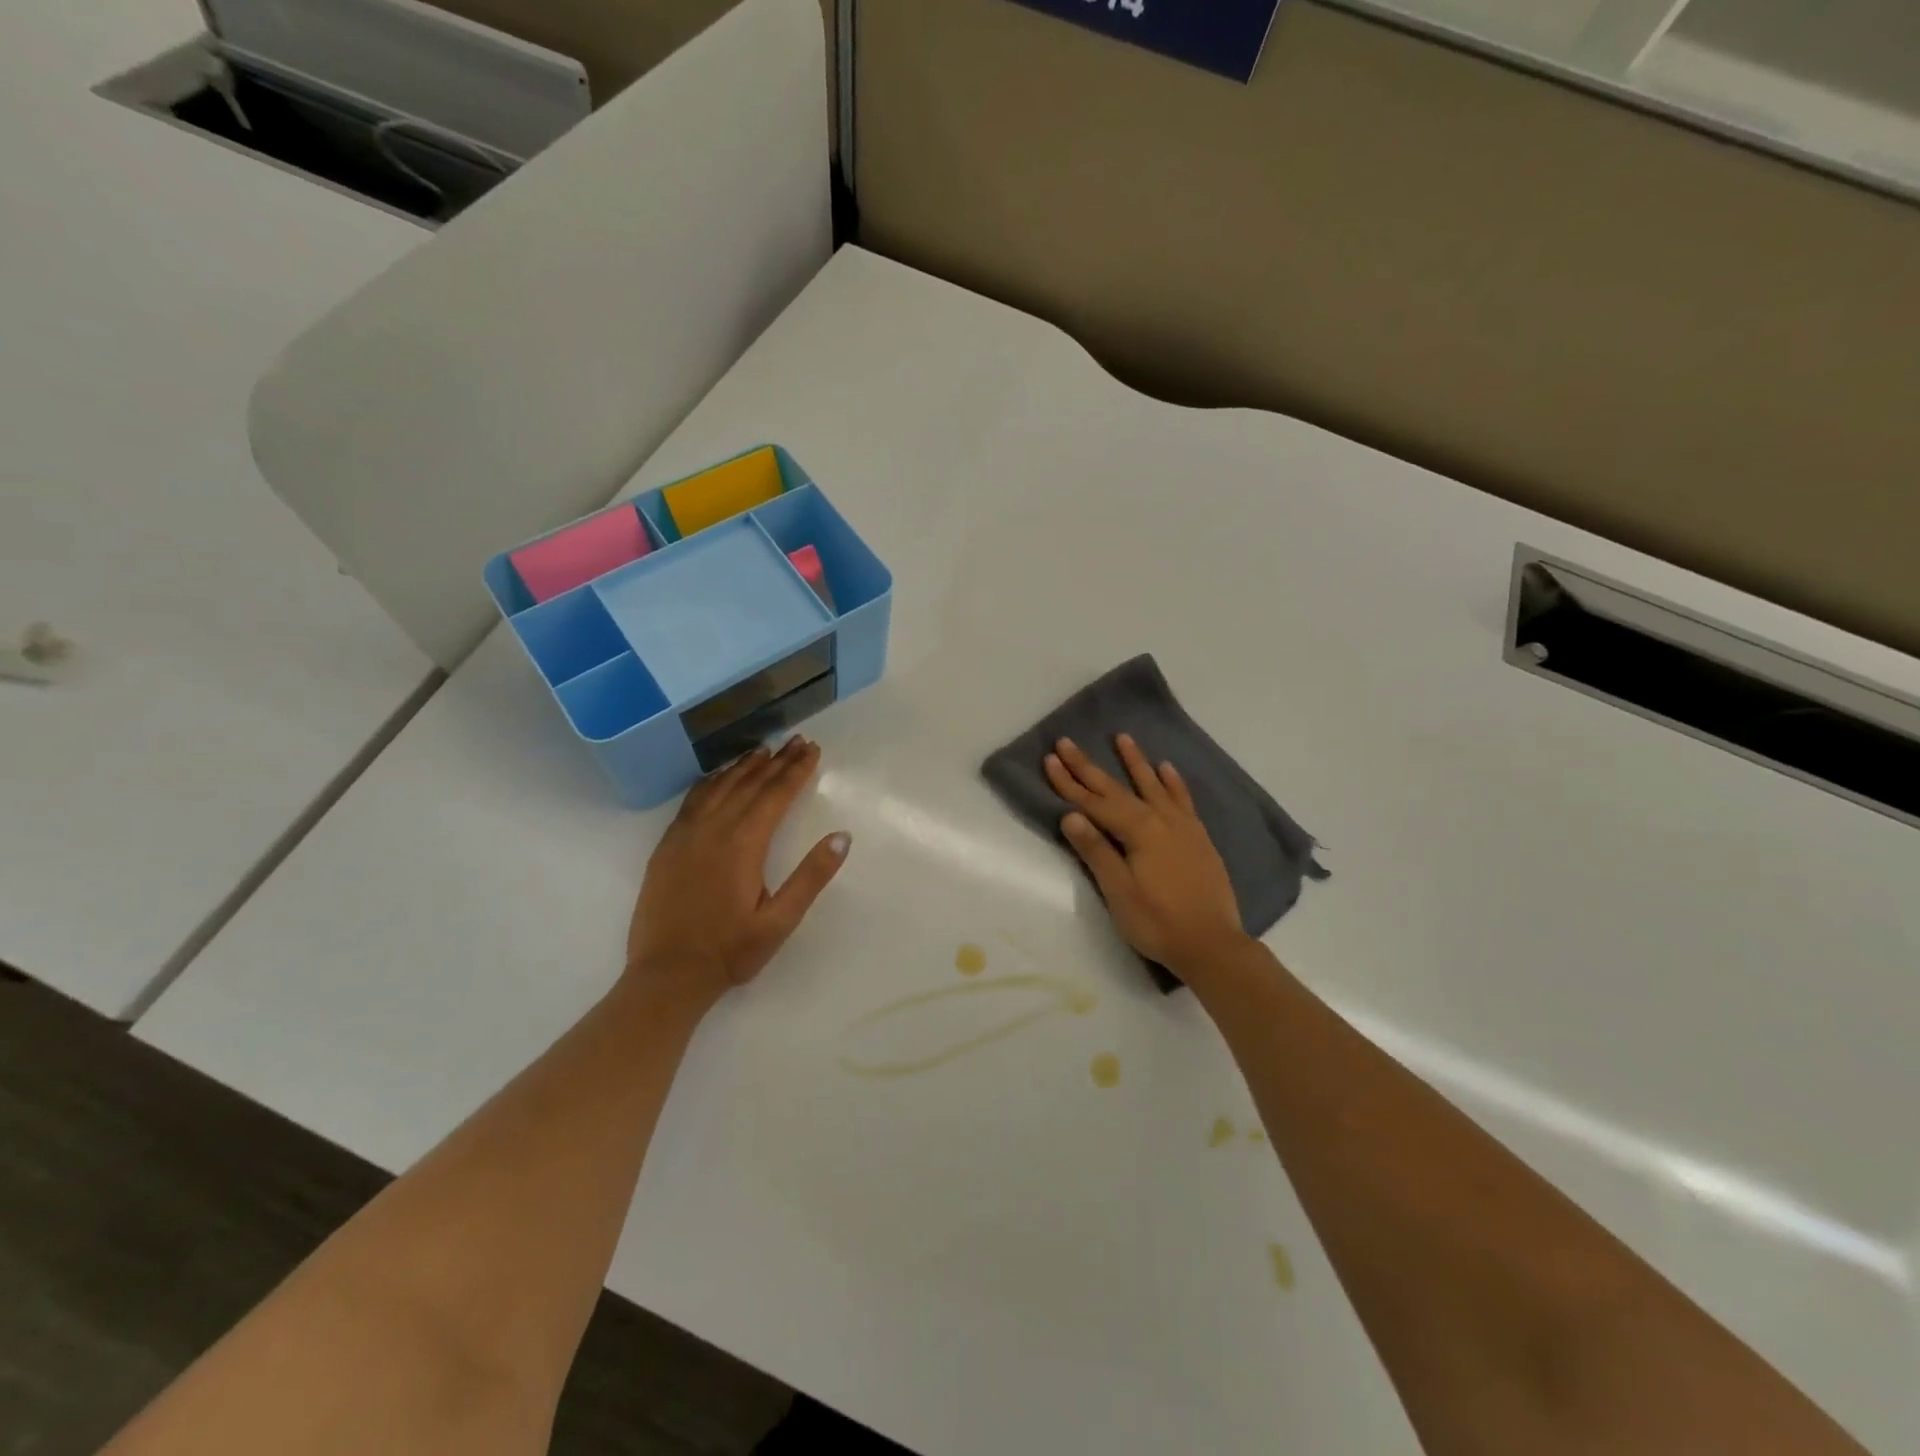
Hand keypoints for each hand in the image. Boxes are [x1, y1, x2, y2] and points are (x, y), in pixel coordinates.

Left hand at [625, 736, 849, 1005]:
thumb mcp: (781, 921)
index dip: (796, 770)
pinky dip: (711, 781)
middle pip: (749, 784)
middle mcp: (713, 829)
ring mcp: (685, 835)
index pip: (775, 795)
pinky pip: (692, 800)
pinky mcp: (667, 846)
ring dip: (743, 766)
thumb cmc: (730, 951)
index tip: (812, 750)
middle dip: (776, 761)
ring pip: (719, 787)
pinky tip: (718, 777)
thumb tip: (841, 836)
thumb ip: (811, 877)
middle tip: (796, 741)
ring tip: (763, 750)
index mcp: (743, 844)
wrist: (667, 975)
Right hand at [1046, 734, 1248, 975]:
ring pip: (1153, 786)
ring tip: (1122, 738)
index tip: (1050, 759)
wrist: (1212, 944)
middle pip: (1117, 789)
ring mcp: (1182, 827)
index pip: (1094, 802)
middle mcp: (1160, 820)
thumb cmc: (1157, 922)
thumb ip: (1096, 850)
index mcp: (1137, 831)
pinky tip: (1166, 768)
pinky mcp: (1198, 838)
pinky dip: (1173, 783)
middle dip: (1089, 767)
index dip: (1069, 782)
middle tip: (1067, 742)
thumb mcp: (1119, 891)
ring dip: (1135, 762)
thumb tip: (1071, 815)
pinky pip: (1183, 800)